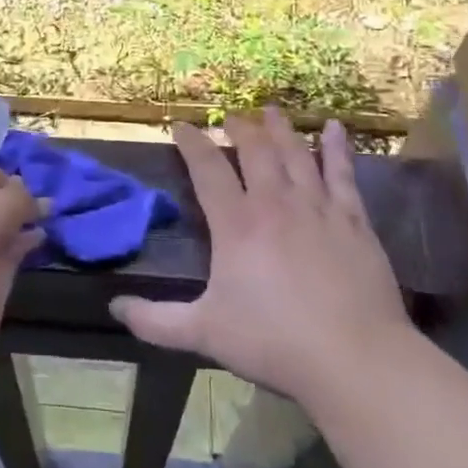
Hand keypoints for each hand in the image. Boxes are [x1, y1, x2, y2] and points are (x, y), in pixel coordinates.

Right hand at [110, 107, 409, 404]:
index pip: (207, 169)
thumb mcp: (204, 333)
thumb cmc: (274, 342)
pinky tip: (336, 127)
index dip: (192, 143)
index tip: (181, 126)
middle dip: (238, 128)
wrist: (354, 358)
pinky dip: (337, 147)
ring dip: (280, 129)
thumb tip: (114, 307)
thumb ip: (156, 320)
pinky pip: (342, 172)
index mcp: (236, 224)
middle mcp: (274, 203)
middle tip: (230, 116)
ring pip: (295, 153)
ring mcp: (317, 207)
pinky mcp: (352, 220)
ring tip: (270, 109)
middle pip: (254, 150)